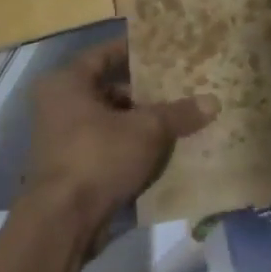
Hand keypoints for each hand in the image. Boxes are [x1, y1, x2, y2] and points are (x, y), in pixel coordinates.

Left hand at [19, 39, 219, 252]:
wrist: (63, 221)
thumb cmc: (98, 156)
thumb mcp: (146, 130)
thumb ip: (178, 113)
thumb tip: (213, 101)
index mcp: (66, 83)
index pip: (103, 54)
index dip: (134, 51)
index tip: (163, 50)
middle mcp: (57, 105)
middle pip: (108, 89)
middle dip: (143, 91)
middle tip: (178, 87)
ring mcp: (61, 139)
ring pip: (109, 121)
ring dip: (139, 122)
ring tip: (177, 119)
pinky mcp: (70, 168)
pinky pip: (105, 147)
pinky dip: (129, 147)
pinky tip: (162, 151)